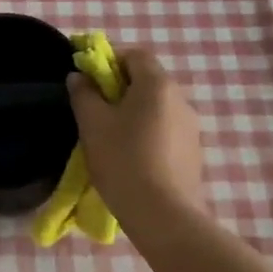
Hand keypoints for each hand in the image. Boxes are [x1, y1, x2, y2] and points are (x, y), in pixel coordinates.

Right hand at [67, 49, 204, 227]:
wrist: (164, 216)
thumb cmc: (124, 160)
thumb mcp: (93, 124)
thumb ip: (83, 93)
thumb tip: (79, 77)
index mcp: (157, 84)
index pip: (135, 55)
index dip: (110, 60)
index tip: (90, 81)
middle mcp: (180, 99)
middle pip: (147, 80)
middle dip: (120, 88)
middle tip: (96, 110)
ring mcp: (191, 127)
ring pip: (157, 107)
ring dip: (134, 112)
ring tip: (111, 138)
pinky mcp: (193, 153)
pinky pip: (166, 130)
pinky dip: (148, 134)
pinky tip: (132, 158)